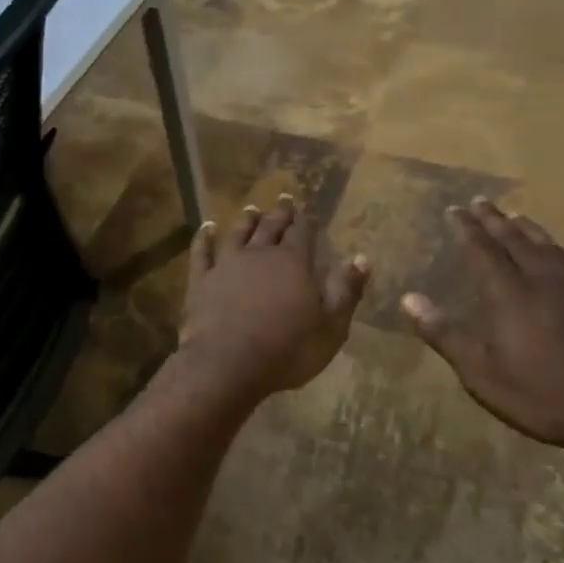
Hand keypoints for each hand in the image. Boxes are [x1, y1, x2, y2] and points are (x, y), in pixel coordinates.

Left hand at [177, 194, 369, 400]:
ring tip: (251, 209)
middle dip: (279, 214)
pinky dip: (204, 238)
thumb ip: (346, 290)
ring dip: (246, 221)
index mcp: (293, 263)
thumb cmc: (288, 350)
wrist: (228, 363)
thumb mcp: (330, 327)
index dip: (304, 222)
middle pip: (271, 228)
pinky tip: (206, 228)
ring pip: (238, 234)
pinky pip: (202, 252)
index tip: (304, 210)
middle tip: (282, 199)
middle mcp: (260, 255)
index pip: (302, 234)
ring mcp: (227, 265)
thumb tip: (362, 258)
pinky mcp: (201, 280)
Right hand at [400, 199, 563, 459]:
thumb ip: (444, 334)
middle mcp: (545, 282)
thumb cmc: (543, 396)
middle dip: (495, 220)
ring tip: (517, 217)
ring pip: (550, 248)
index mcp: (511, 295)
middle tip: (480, 201)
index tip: (454, 209)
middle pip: (516, 241)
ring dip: (529, 230)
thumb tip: (408, 298)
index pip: (483, 250)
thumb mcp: (481, 373)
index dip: (467, 229)